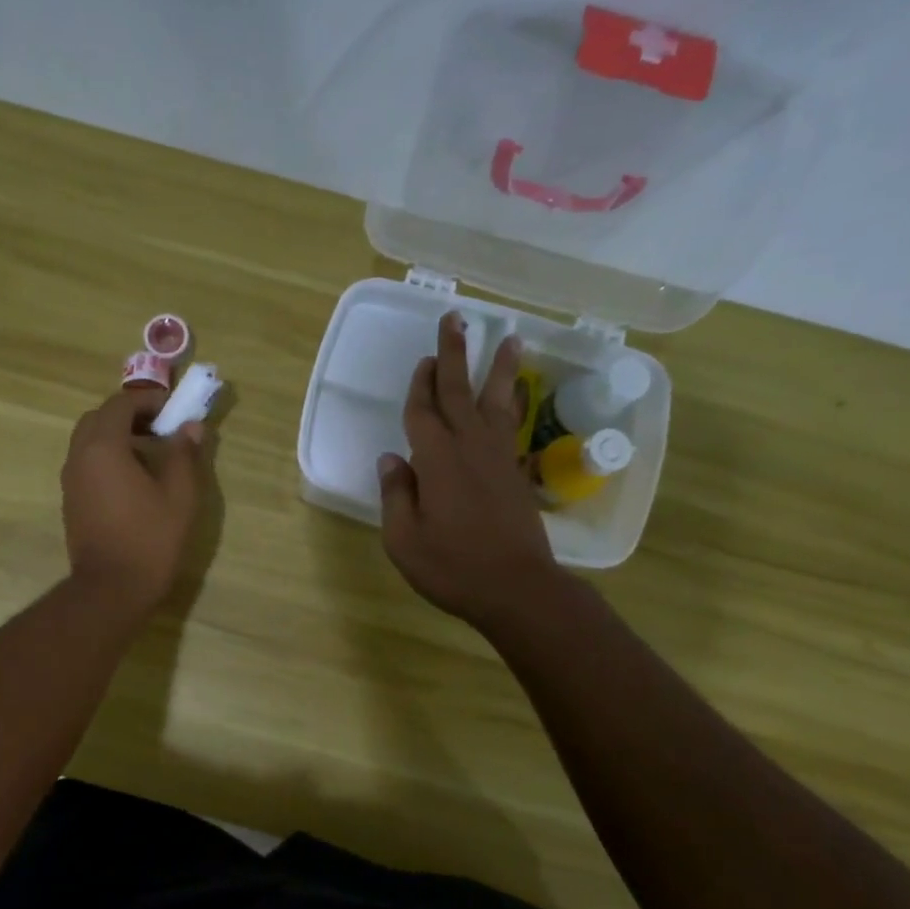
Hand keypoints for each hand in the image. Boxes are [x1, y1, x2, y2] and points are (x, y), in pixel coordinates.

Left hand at [61, 389, 207, 616]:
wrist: (111, 589)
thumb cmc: (149, 539)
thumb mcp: (180, 495)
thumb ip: (184, 455)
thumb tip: (191, 427)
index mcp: (104, 447)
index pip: (120, 403)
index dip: (148, 400)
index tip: (173, 409)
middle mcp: (79, 457)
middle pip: (99, 419)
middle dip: (129, 415)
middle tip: (160, 428)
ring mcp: (71, 480)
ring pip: (89, 441)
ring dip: (117, 437)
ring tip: (151, 454)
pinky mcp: (71, 501)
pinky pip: (87, 464)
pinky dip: (108, 458)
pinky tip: (134, 481)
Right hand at [378, 312, 565, 628]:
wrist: (518, 589)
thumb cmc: (453, 566)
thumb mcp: (404, 538)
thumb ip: (396, 495)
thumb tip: (391, 460)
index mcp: (437, 460)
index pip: (423, 412)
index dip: (420, 385)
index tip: (422, 359)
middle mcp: (470, 448)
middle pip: (459, 391)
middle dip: (454, 354)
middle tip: (455, 319)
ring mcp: (498, 459)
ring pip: (496, 402)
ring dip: (498, 369)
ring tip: (509, 338)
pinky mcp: (516, 474)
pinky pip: (513, 426)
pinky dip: (514, 404)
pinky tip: (515, 396)